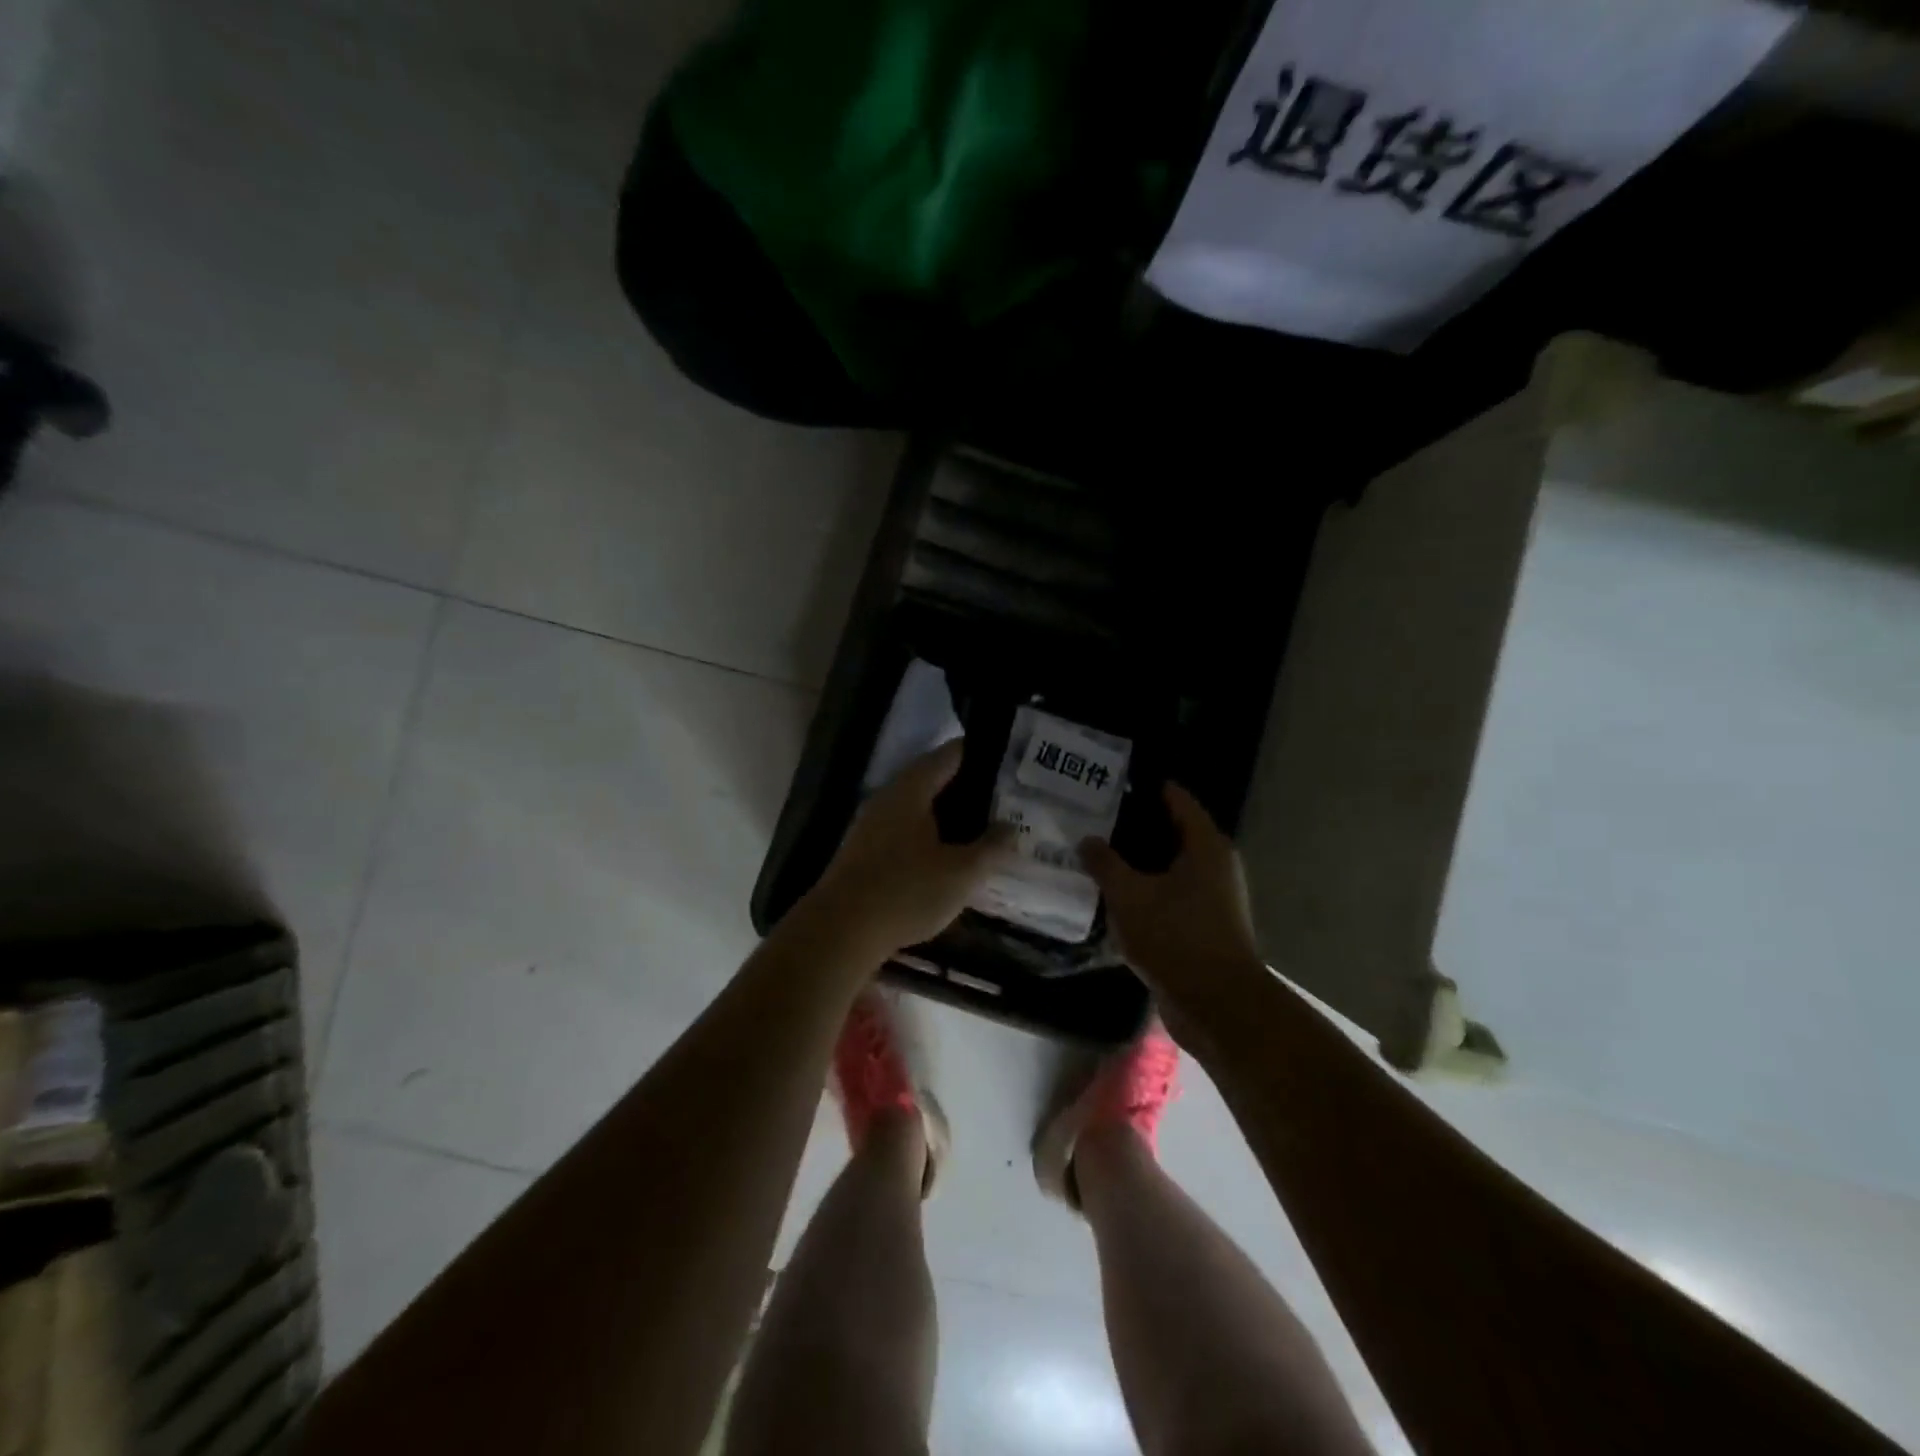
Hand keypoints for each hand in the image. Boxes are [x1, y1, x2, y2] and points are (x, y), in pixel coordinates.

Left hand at [804, 739, 1014, 957]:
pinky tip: (948, 857)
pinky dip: (930, 836)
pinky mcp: (865, 852)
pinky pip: (905, 831)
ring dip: (948, 816)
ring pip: (919, 808)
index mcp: (912, 788)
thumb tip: (1011, 828)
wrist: (840, 931)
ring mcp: (872, 824)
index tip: (1009, 763)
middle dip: (968, 789)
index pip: (950, 754)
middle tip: (1005, 801)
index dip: (981, 753)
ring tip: (982, 830)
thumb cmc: (906, 891)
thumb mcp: (961, 873)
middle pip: (934, 780)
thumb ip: (991, 847)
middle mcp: (889, 797)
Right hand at [1081, 784, 1262, 993]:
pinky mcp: (1205, 927)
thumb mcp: (1130, 895)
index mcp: (1206, 846)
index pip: (1178, 799)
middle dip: (1137, 826)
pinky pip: (1171, 896)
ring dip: (1140, 863)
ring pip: (1171, 868)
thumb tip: (1087, 839)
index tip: (1115, 782)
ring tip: (1099, 856)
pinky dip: (1147, 891)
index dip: (1149, 787)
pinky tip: (1116, 897)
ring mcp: (1213, 899)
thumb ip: (1105, 864)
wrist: (1216, 1005)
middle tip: (1097, 819)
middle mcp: (1216, 866)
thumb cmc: (1176, 937)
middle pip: (1173, 833)